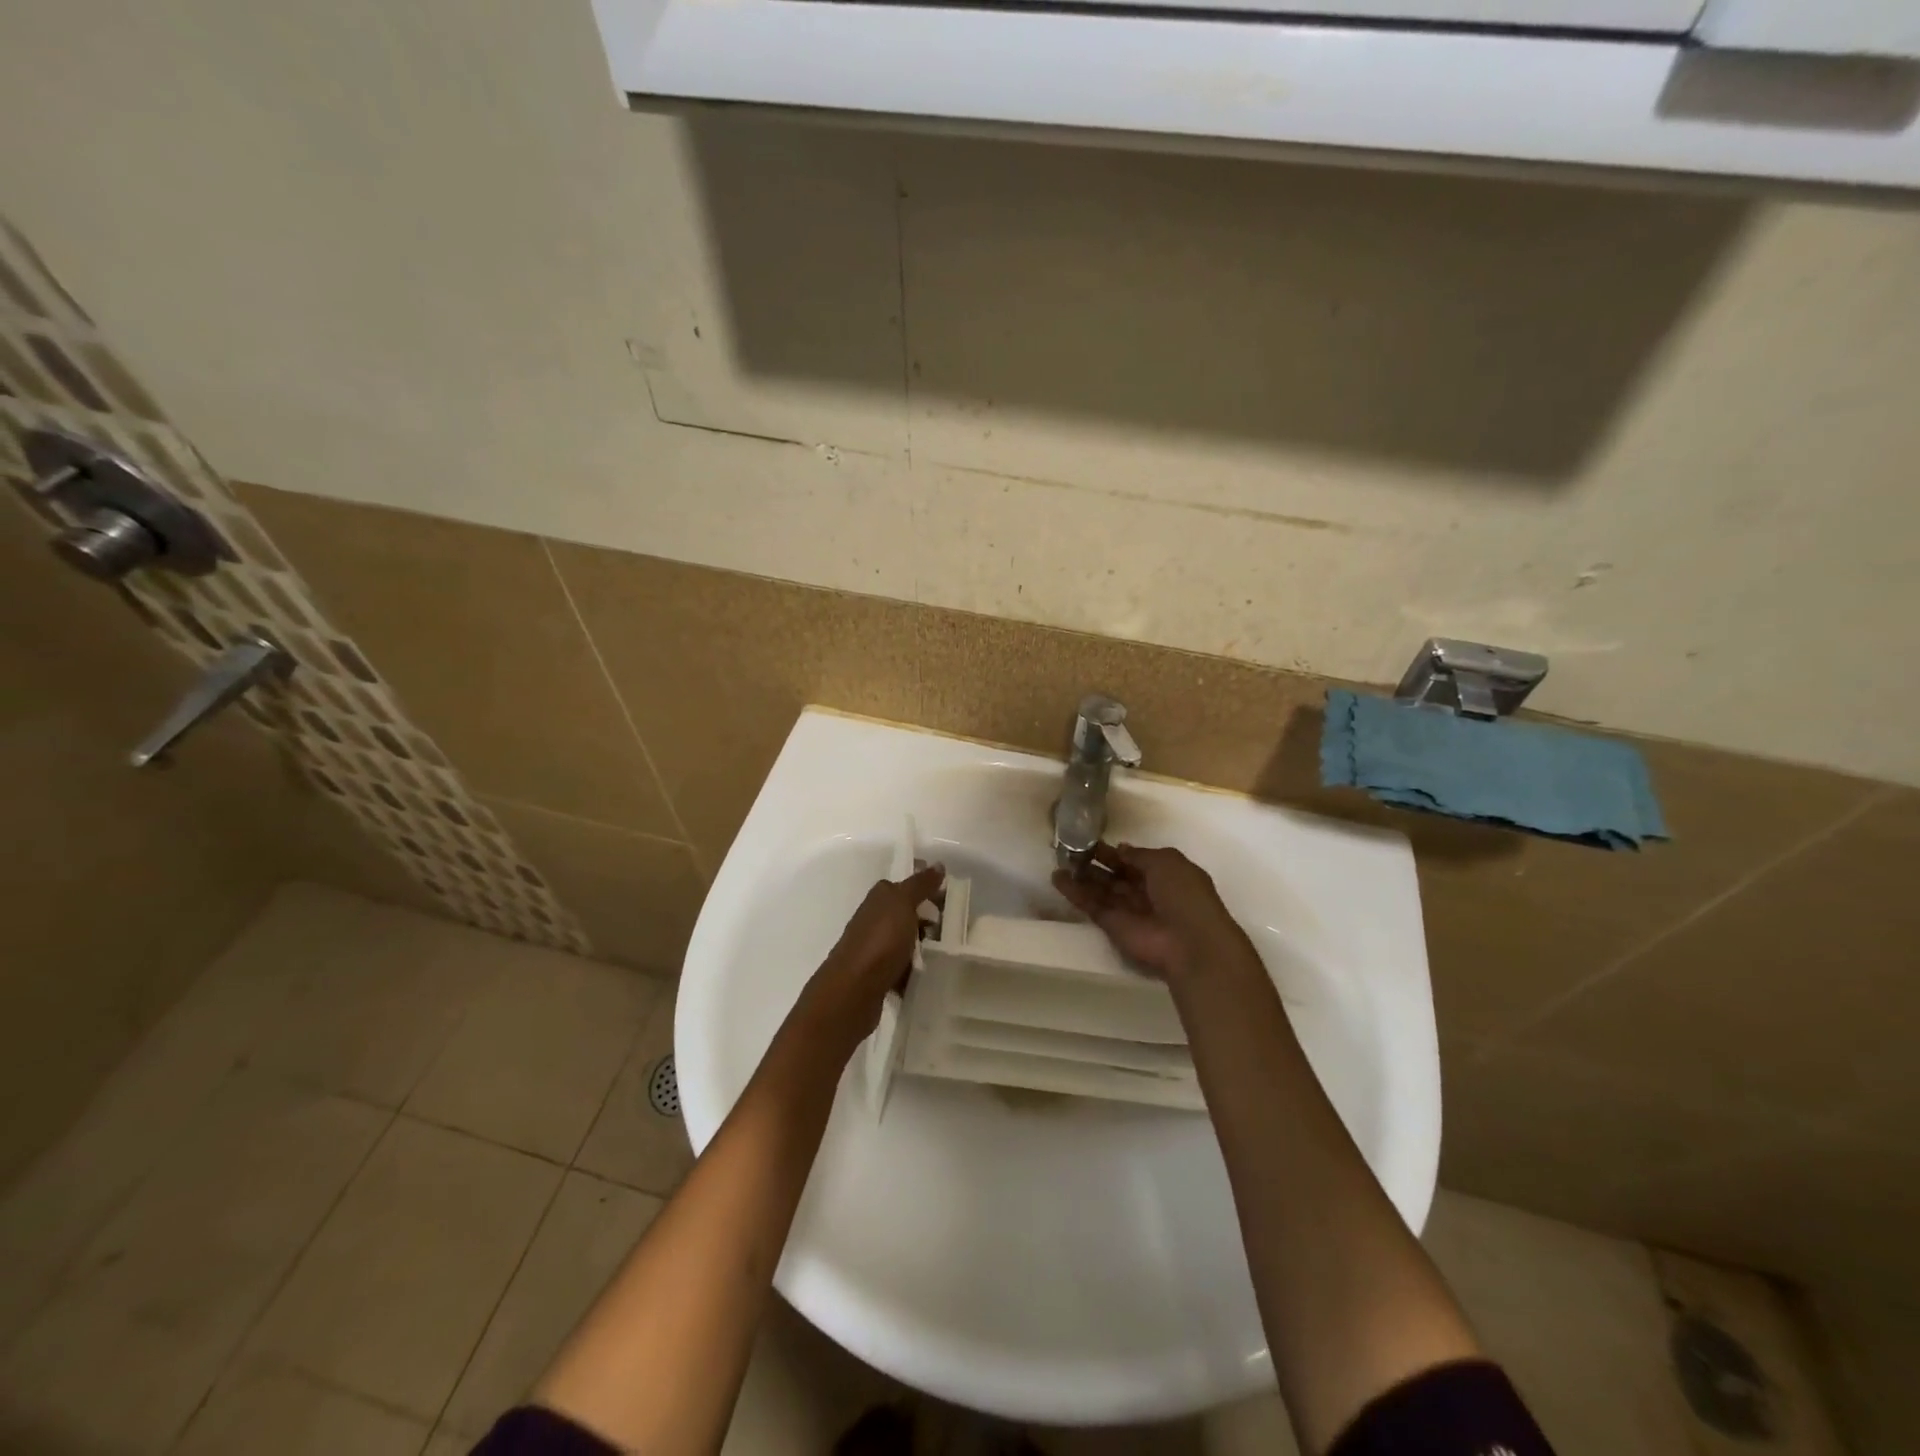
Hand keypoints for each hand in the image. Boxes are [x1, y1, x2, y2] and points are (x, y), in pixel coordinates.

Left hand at [806, 864, 945, 1038]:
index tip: (951, 895)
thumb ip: (920, 884)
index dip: (928, 886)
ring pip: (907, 940)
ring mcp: (875, 946)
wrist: (853, 989)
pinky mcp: (877, 973)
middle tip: (957, 925)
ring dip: (925, 945)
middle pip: (908, 912)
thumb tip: (938, 864)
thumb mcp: (903, 904)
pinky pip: (902, 966)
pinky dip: (914, 969)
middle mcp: (875, 918)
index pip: (907, 883)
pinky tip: (930, 974)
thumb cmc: (880, 940)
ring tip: (948, 952)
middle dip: (931, 917)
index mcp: (880, 896)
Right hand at [1052, 844, 1255, 983]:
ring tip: (1058, 862)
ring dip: (1081, 877)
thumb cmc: (1183, 895)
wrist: (1188, 942)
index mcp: (1164, 874)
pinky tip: (1056, 878)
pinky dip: (1075, 893)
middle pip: (1116, 875)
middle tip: (1071, 850)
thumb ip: (1139, 854)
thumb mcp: (1166, 861)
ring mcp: (1128, 910)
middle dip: (1095, 863)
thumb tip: (1120, 849)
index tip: (1091, 841)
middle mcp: (1145, 891)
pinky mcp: (1112, 925)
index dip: (1115, 852)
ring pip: (1101, 890)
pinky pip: (1091, 905)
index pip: (1134, 860)